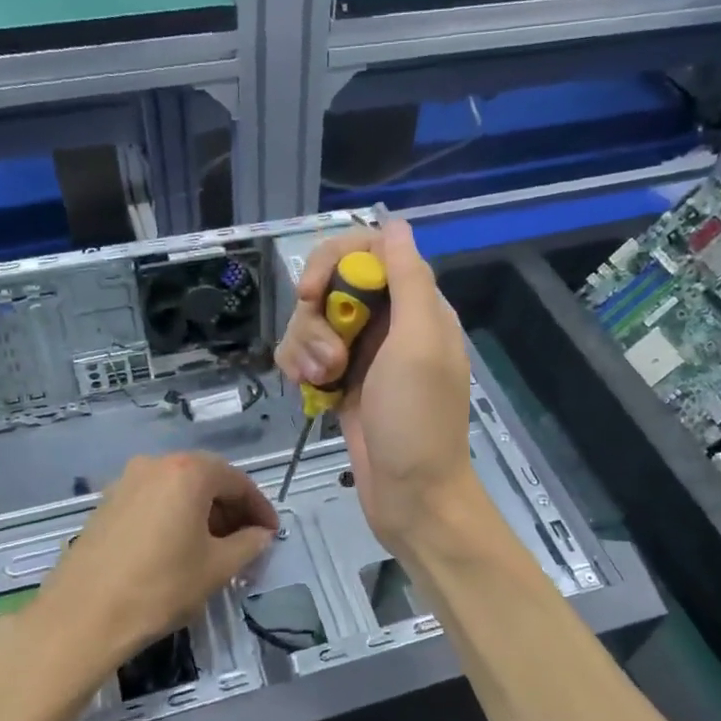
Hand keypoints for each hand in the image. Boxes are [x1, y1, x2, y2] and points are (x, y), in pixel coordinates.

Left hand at [34, 452, 276, 671]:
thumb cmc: (161, 587)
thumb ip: (248, 544)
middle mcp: (154, 465)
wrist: (82, 616)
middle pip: (206, 479)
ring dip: (203, 513)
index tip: (271, 534)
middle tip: (247, 541)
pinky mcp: (105, 504)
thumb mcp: (217, 568)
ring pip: (177, 490)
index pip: (237, 481)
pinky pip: (153, 501)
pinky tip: (179, 548)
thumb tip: (261, 535)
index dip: (260, 508)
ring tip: (215, 548)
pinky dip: (174, 517)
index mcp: (187, 472)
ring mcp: (125, 482)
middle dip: (231, 508)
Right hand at [274, 220, 483, 552]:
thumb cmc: (418, 420)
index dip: (334, 263)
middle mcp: (388, 323)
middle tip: (328, 356)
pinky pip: (305, 355)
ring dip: (305, 347)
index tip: (313, 293)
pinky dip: (300, 367)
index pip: (368, 252)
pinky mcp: (339, 384)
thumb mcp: (420, 343)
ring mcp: (361, 355)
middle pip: (332, 285)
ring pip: (311, 321)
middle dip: (315, 315)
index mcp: (416, 306)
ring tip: (322, 382)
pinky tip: (310, 391)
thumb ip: (409, 279)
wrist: (411, 497)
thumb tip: (394, 223)